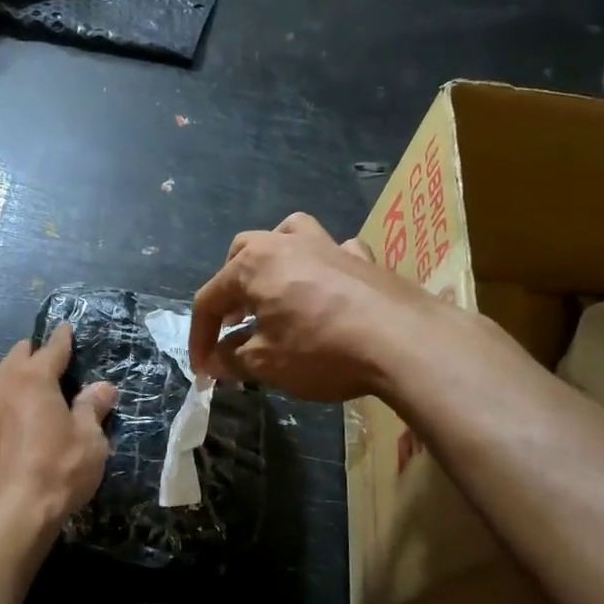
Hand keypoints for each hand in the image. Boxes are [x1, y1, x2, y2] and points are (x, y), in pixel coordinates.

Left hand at [0, 324, 117, 525]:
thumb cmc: (55, 472)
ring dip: (8, 392)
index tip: (65, 328)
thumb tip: (103, 388)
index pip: (51, 349)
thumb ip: (92, 409)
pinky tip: (1, 443)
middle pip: (15, 359)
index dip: (62, 339)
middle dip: (31, 359)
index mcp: (31, 379)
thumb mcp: (89, 442)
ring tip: (21, 410)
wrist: (2, 518)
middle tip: (45, 368)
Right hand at [189, 213, 441, 401]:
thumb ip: (233, 360)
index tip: (202, 369)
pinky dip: (322, 265)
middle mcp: (285, 245)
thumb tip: (216, 362)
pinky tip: (327, 288)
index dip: (200, 336)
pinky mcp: (362, 258)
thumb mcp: (267, 364)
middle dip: (230, 288)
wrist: (404, 341)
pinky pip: (333, 251)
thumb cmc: (321, 350)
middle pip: (242, 254)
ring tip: (273, 289)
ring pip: (287, 234)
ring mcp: (327, 245)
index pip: (209, 299)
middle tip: (234, 323)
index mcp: (253, 266)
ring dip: (272, 258)